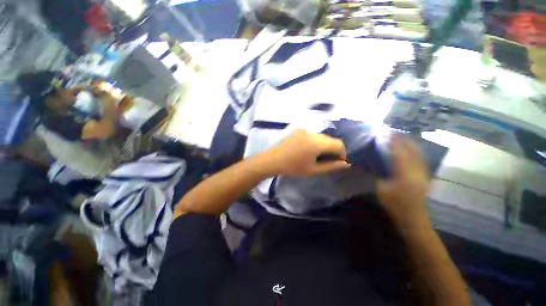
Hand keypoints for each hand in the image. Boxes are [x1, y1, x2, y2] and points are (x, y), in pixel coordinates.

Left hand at [266, 129, 350, 176]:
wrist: (273, 160)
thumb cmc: (293, 167)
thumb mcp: (313, 170)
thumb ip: (331, 166)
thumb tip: (346, 164)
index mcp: (317, 143)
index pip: (339, 144)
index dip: (342, 153)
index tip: (338, 162)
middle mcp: (313, 133)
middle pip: (331, 139)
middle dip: (334, 149)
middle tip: (328, 160)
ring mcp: (305, 130)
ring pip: (322, 136)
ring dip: (325, 145)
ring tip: (318, 156)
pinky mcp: (299, 130)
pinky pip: (313, 135)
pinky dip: (316, 142)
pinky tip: (309, 150)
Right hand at [377, 135, 430, 229]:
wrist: (413, 217)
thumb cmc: (395, 204)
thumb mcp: (381, 190)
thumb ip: (378, 175)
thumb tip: (373, 164)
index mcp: (404, 174)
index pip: (400, 153)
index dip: (395, 142)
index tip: (388, 134)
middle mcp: (416, 171)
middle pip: (412, 151)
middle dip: (404, 140)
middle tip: (395, 133)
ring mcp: (423, 174)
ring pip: (419, 154)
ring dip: (411, 144)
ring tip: (402, 138)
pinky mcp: (425, 176)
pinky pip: (421, 159)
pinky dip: (415, 152)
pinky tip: (410, 149)